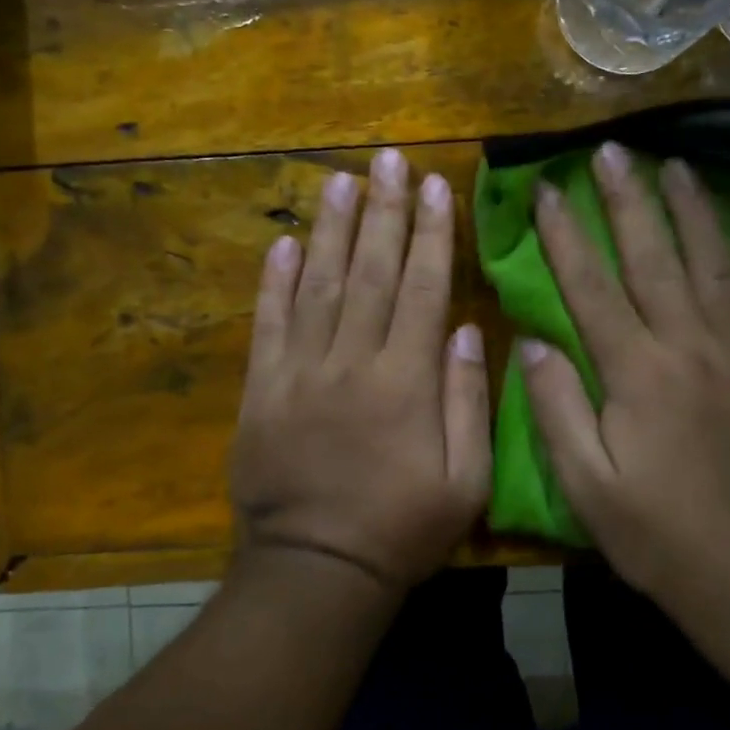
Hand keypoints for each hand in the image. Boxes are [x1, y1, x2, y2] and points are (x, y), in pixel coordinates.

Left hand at [231, 149, 490, 592]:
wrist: (316, 569)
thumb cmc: (401, 529)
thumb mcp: (465, 480)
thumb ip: (468, 399)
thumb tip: (466, 327)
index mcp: (405, 381)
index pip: (423, 288)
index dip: (431, 234)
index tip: (435, 185)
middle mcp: (351, 362)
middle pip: (371, 272)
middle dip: (383, 211)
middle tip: (388, 159)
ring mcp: (299, 372)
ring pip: (318, 285)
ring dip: (331, 229)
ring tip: (341, 180)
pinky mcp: (261, 390)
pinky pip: (268, 325)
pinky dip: (274, 282)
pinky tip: (285, 243)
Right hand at [520, 142, 729, 602]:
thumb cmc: (656, 532)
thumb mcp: (584, 481)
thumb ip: (556, 406)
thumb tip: (531, 342)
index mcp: (634, 372)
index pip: (590, 287)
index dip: (566, 236)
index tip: (549, 190)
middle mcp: (688, 347)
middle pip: (653, 259)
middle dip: (628, 201)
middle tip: (612, 151)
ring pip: (718, 267)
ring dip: (696, 212)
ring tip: (679, 165)